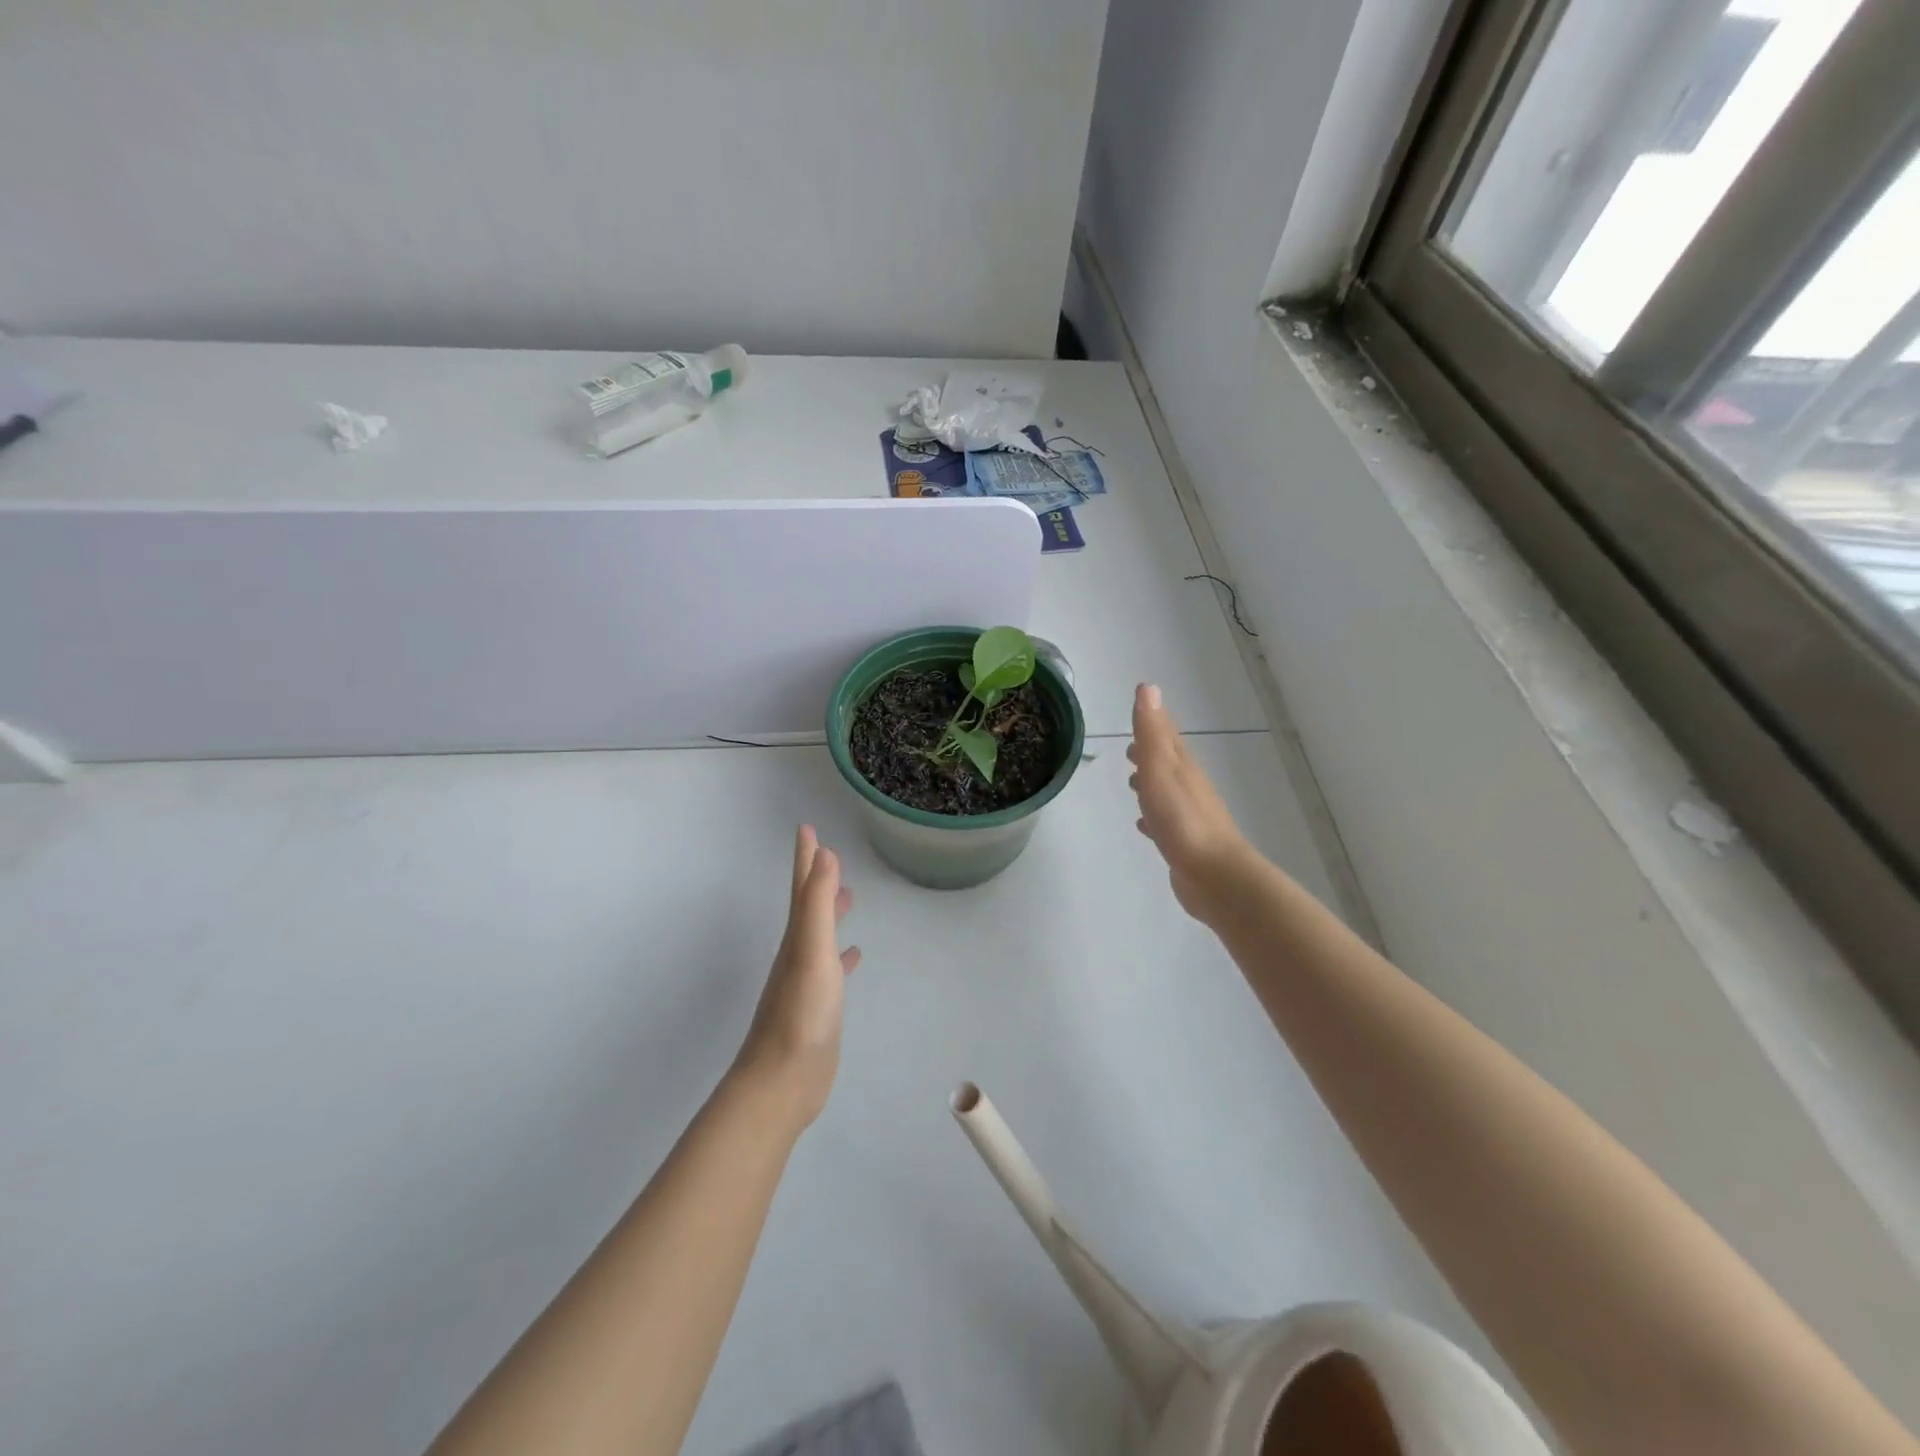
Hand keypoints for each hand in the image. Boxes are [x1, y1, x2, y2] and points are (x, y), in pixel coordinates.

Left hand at [732, 826, 861, 1130]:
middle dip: (817, 878)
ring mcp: (807, 981)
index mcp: (796, 937)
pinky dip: (843, 956)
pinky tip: (854, 956)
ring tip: (850, 897)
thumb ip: (818, 904)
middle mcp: (798, 953)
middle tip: (829, 853)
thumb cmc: (800, 1014)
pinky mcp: (818, 1007)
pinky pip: (832, 969)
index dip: (806, 856)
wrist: (782, 1083)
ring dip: (832, 912)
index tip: (808, 827)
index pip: (803, 886)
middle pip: (808, 905)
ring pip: (820, 934)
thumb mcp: (811, 950)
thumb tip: (824, 854)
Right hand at [1129, 684, 1254, 921]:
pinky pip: (1164, 821)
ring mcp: (1188, 815)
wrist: (1214, 875)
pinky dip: (1152, 816)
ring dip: (1150, 784)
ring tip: (1132, 783)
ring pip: (1166, 791)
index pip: (1166, 734)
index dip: (1154, 720)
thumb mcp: (1161, 769)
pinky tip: (1144, 825)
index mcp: (1182, 766)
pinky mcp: (1184, 842)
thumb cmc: (1182, 819)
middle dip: (1150, 753)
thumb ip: (1152, 732)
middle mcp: (1188, 787)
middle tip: (1130, 749)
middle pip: (1167, 762)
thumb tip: (1149, 687)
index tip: (1141, 705)